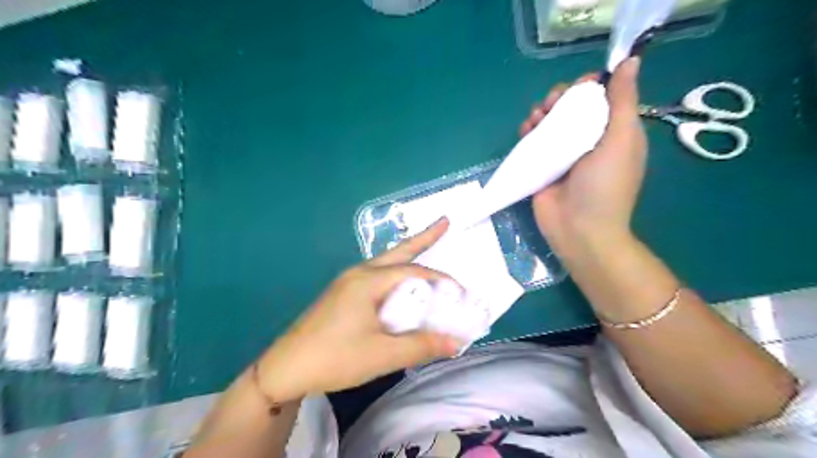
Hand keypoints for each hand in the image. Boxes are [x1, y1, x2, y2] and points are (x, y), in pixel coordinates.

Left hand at [254, 219, 461, 402]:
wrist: (285, 368)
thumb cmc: (335, 358)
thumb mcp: (383, 354)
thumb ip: (421, 346)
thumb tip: (456, 344)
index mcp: (368, 281)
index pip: (414, 271)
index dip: (441, 280)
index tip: (461, 293)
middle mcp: (358, 273)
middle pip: (398, 252)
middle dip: (424, 237)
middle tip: (445, 222)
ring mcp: (347, 282)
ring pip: (386, 262)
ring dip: (409, 255)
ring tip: (427, 245)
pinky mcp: (342, 293)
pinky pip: (376, 275)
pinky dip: (395, 273)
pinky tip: (400, 284)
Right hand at [523, 58, 651, 254]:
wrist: (579, 229)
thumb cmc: (605, 186)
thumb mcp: (621, 140)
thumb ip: (623, 101)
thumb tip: (630, 61)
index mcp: (613, 132)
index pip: (601, 98)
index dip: (588, 86)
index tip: (578, 87)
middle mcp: (588, 139)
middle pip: (571, 107)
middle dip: (560, 99)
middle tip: (552, 104)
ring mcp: (563, 153)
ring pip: (550, 121)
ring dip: (541, 112)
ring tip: (536, 118)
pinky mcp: (542, 165)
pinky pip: (533, 140)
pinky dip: (528, 130)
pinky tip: (525, 130)